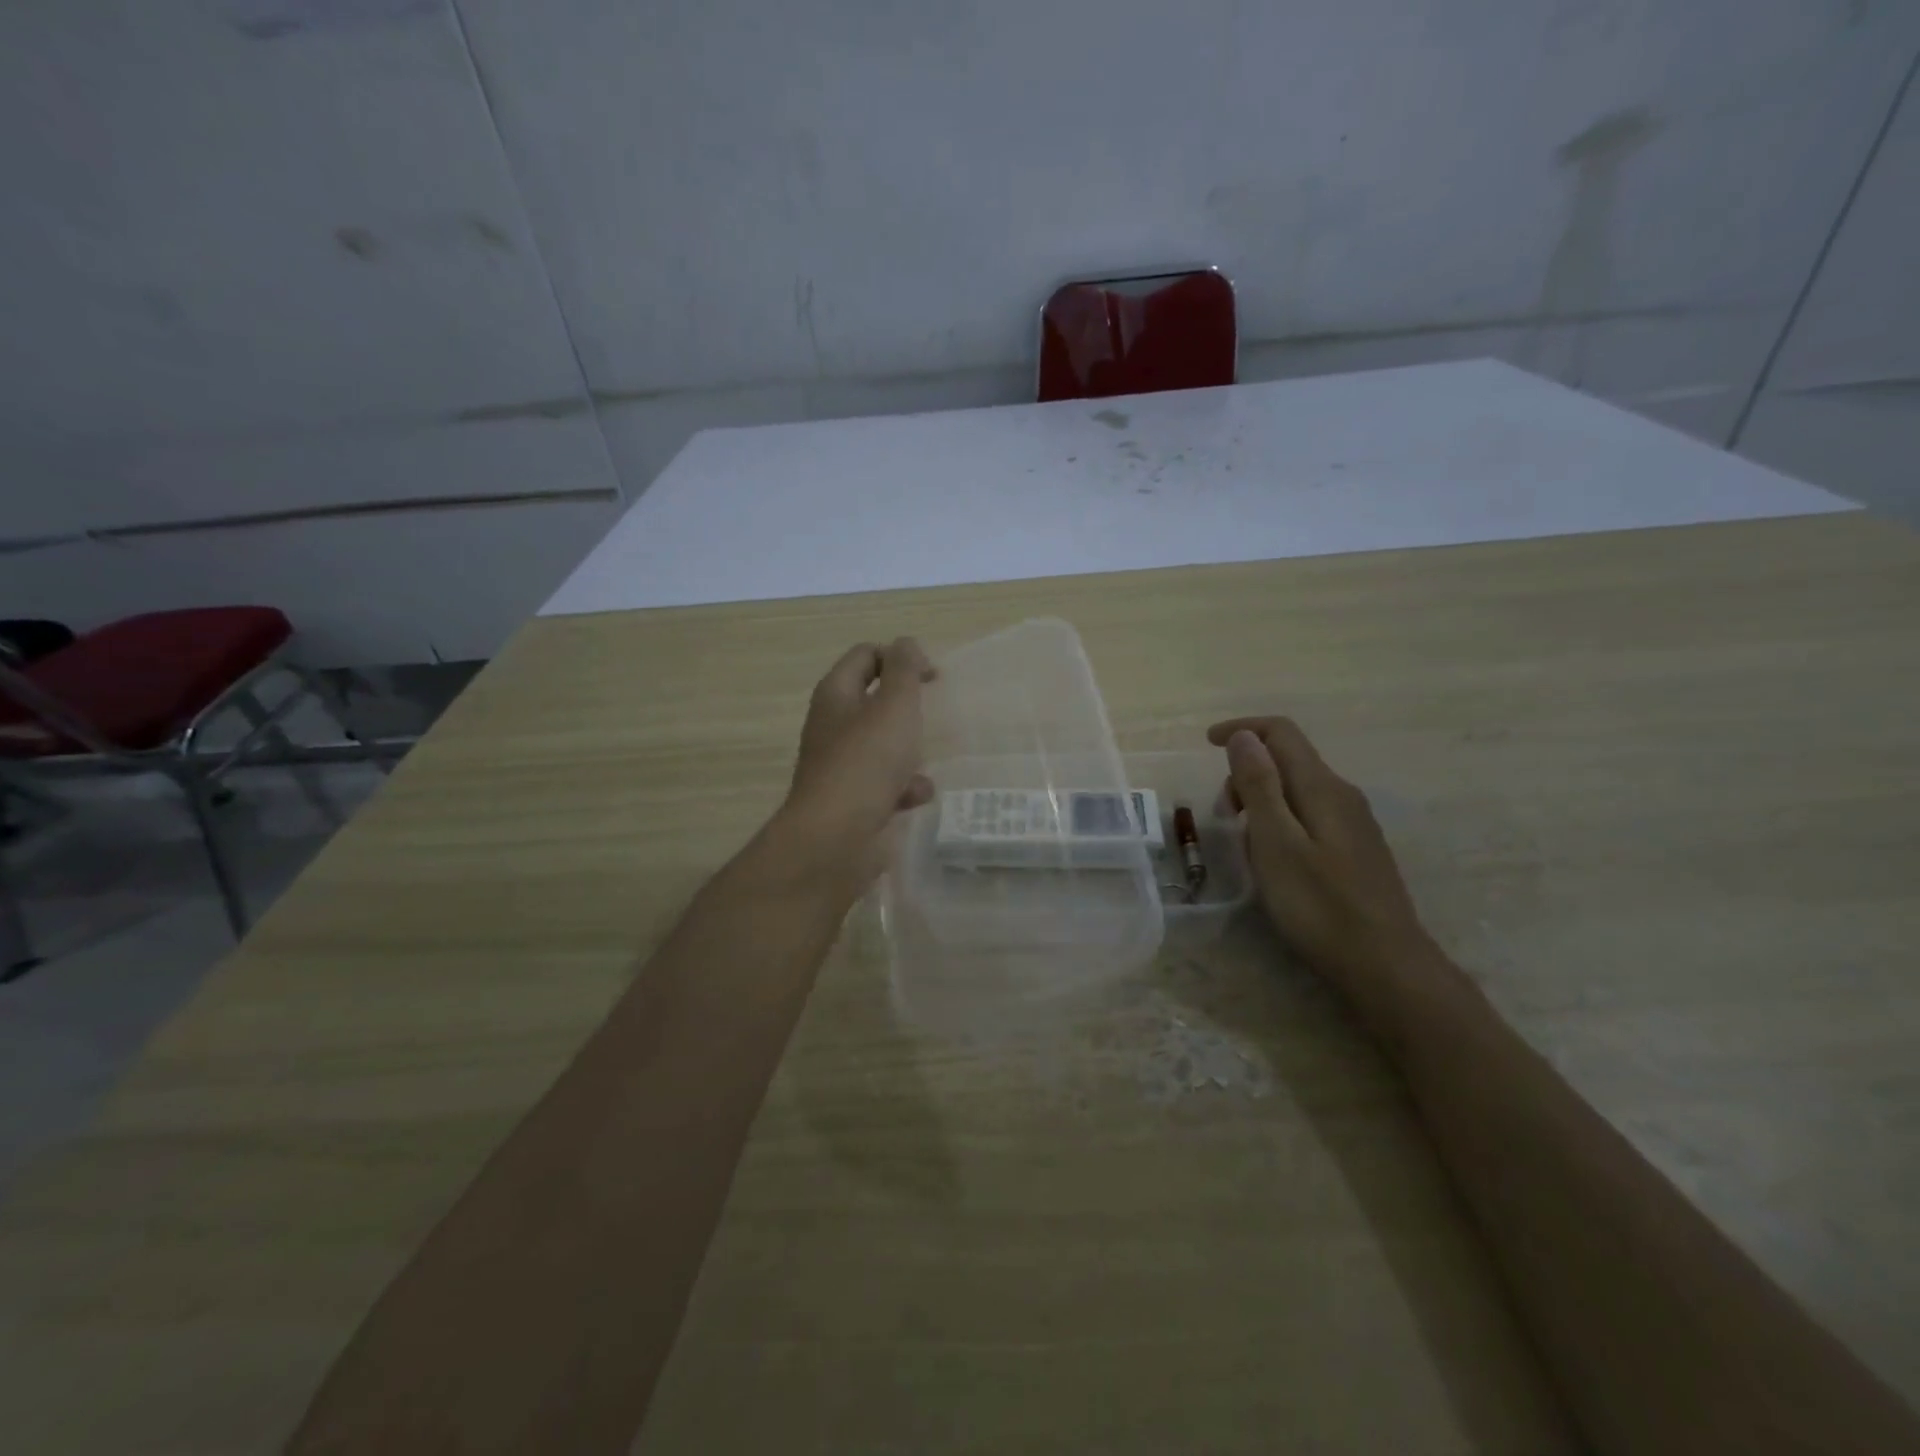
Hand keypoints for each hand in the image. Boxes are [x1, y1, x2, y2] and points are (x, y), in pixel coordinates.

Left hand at [769, 638, 935, 893]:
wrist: (835, 839)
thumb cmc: (867, 762)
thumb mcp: (894, 705)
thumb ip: (904, 669)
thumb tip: (906, 644)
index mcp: (836, 695)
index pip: (864, 655)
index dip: (899, 656)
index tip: (932, 677)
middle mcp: (832, 726)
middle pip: (872, 701)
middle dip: (905, 707)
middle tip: (931, 714)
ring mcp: (840, 766)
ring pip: (880, 745)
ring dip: (907, 750)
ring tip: (926, 759)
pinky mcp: (851, 801)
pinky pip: (883, 784)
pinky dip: (903, 786)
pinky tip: (919, 796)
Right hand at [1208, 716, 1435, 1014]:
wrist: (1386, 965)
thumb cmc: (1320, 905)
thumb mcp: (1276, 842)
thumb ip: (1259, 785)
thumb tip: (1245, 736)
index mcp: (1321, 787)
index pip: (1281, 732)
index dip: (1242, 729)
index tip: (1207, 744)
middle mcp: (1342, 795)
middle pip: (1288, 760)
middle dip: (1246, 773)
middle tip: (1223, 815)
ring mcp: (1354, 823)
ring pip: (1296, 790)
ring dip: (1261, 800)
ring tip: (1245, 844)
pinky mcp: (1356, 849)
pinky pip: (1309, 815)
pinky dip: (1280, 821)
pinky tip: (1275, 861)